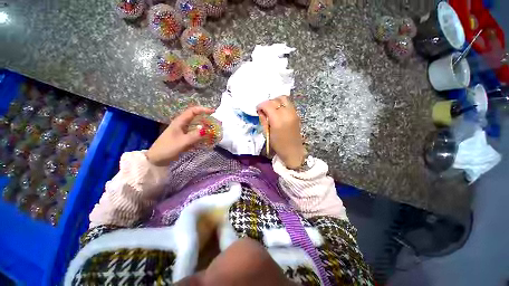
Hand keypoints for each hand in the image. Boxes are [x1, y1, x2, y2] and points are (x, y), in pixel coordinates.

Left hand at [146, 106, 213, 165]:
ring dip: (205, 127)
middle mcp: (183, 124)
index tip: (213, 112)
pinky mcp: (185, 138)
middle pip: (196, 117)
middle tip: (216, 123)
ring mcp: (184, 131)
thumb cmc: (167, 148)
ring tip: (214, 131)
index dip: (203, 109)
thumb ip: (195, 136)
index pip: (192, 111)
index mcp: (180, 122)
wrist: (156, 159)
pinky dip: (202, 135)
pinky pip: (196, 134)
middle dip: (207, 119)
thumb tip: (207, 130)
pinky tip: (207, 139)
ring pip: (197, 126)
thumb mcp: (182, 142)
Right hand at [257, 96, 305, 168]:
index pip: (268, 105)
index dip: (261, 105)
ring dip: (275, 101)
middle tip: (264, 109)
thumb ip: (263, 120)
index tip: (258, 109)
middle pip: (276, 100)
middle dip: (268, 102)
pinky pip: (288, 103)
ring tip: (271, 108)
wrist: (293, 151)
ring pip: (284, 98)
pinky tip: (278, 111)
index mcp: (278, 120)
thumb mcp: (267, 133)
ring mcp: (293, 113)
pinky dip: (281, 104)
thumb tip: (261, 111)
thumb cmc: (278, 145)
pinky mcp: (297, 114)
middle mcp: (287, 114)